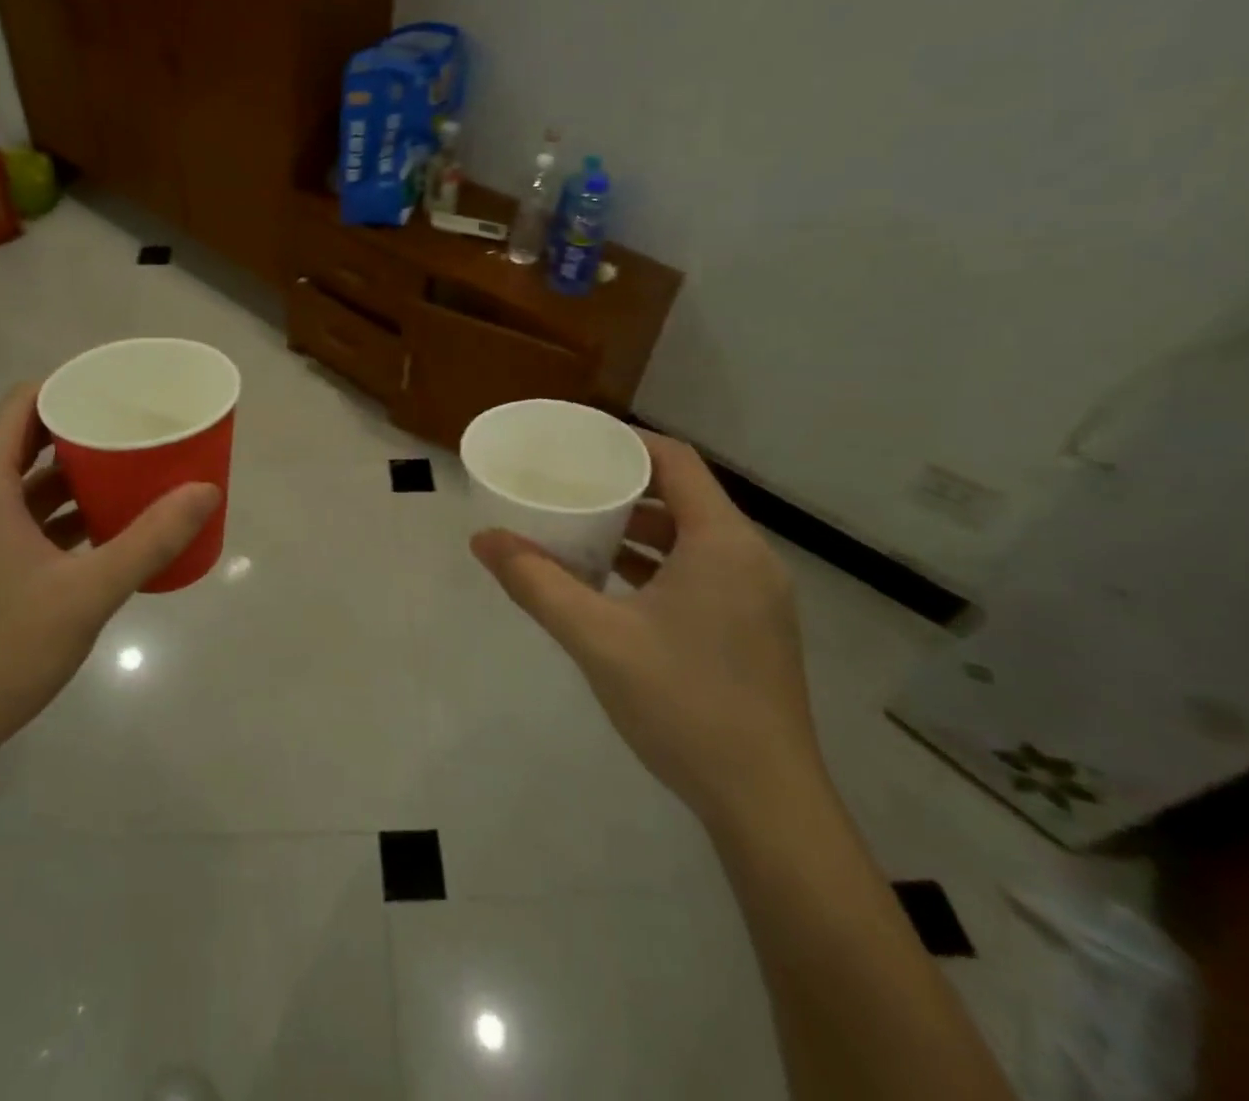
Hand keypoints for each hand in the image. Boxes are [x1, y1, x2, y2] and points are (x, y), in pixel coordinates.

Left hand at [0, 383, 220, 759]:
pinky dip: (55, 513)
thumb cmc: (5, 650)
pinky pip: (16, 518)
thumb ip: (151, 540)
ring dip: (69, 475)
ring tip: (126, 471)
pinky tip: (100, 527)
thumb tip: (206, 491)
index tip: (115, 390)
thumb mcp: (89, 592)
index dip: (67, 388)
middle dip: (78, 430)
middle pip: (22, 441)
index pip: (20, 407)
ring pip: (20, 484)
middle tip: (132, 428)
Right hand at [471, 432, 822, 827]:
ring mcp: (757, 597)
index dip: (626, 442)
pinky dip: (657, 564)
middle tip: (569, 484)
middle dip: (625, 486)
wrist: (765, 806)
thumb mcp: (597, 638)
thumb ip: (536, 582)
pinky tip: (613, 585)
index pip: (676, 461)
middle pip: (684, 496)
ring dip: (639, 529)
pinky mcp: (753, 630)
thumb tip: (483, 539)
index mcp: (723, 543)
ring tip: (581, 529)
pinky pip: (700, 572)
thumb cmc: (683, 704)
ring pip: (692, 538)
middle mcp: (749, 559)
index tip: (577, 441)